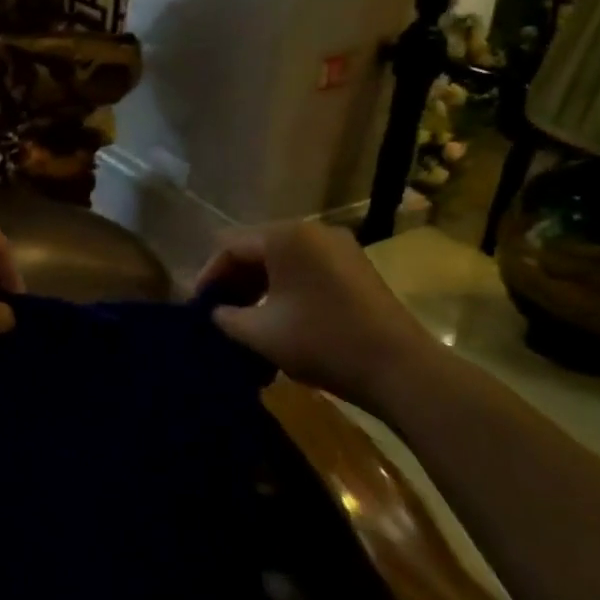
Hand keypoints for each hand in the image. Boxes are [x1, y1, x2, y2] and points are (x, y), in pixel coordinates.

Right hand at [198, 222, 436, 401]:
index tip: (198, 306)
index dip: (209, 275)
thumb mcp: (261, 334)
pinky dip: (286, 288)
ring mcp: (339, 247)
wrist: (400, 368)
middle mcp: (313, 231)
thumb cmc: (323, 342)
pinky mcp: (356, 268)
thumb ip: (227, 317)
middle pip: (258, 248)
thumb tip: (216, 312)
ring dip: (260, 285)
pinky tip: (280, 317)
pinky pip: (307, 269)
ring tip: (246, 318)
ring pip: (283, 260)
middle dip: (235, 280)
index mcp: (286, 237)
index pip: (231, 246)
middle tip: (220, 313)